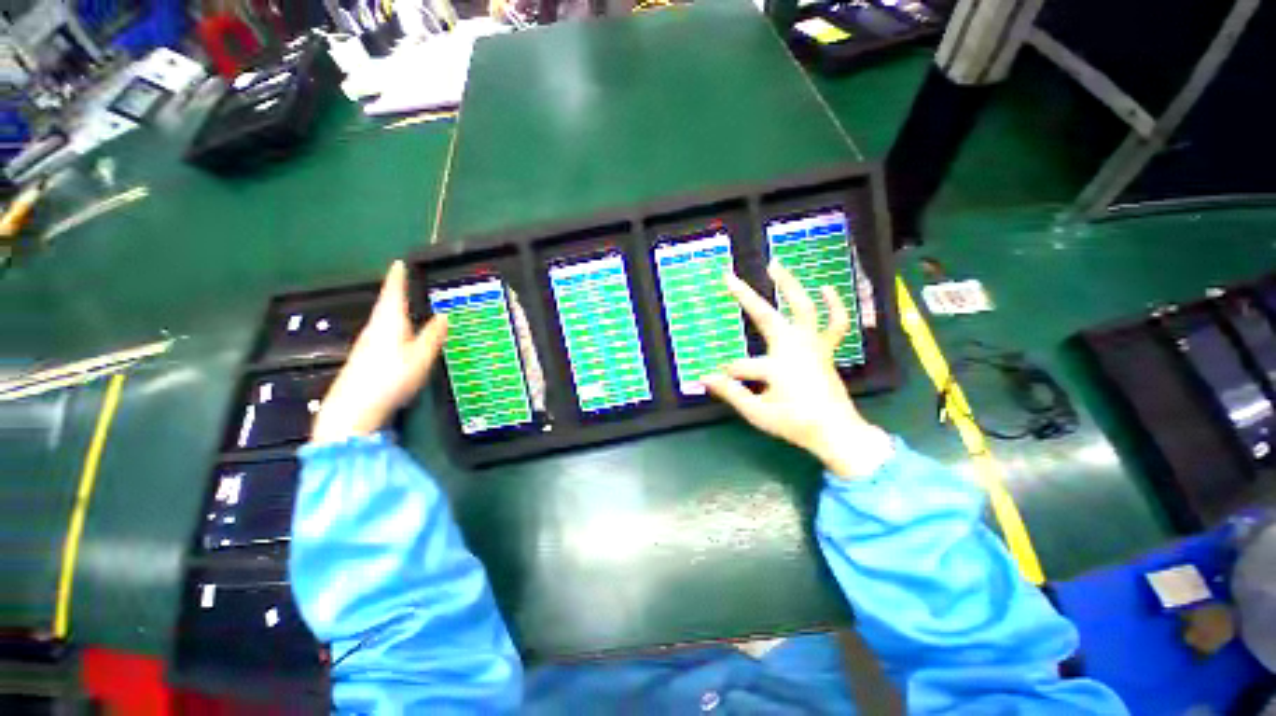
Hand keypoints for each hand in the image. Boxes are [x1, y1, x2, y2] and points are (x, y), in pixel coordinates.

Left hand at [311, 261, 448, 444]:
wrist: (354, 408)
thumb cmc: (391, 377)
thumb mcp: (421, 356)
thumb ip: (433, 335)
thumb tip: (444, 315)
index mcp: (389, 323)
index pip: (393, 293)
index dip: (397, 278)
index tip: (398, 262)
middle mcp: (374, 329)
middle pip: (385, 305)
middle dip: (394, 293)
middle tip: (403, 282)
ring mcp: (367, 344)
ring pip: (382, 320)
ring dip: (392, 309)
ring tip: (403, 305)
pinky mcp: (364, 358)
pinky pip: (380, 333)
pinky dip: (390, 325)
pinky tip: (395, 334)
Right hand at [702, 262, 892, 477]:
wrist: (838, 432)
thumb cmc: (795, 423)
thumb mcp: (757, 413)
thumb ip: (731, 393)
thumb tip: (703, 379)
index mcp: (775, 366)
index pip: (738, 366)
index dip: (725, 374)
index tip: (713, 379)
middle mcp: (793, 348)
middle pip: (765, 316)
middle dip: (744, 297)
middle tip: (729, 277)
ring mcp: (812, 345)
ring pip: (802, 307)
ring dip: (789, 285)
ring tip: (776, 264)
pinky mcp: (825, 348)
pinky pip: (835, 322)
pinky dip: (834, 304)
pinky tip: (826, 287)